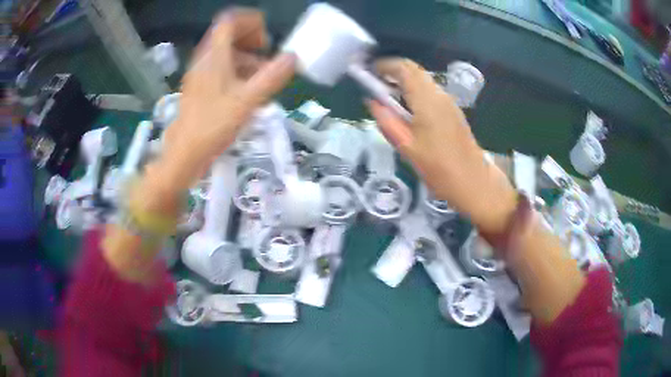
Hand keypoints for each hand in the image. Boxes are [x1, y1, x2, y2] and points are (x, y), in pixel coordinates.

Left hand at [155, 9, 295, 194]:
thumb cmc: (213, 126)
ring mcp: (199, 74)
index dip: (251, 22)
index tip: (266, 39)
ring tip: (263, 75)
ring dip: (246, 57)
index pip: (230, 21)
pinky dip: (237, 71)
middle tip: (266, 54)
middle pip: (227, 34)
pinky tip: (248, 90)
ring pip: (224, 52)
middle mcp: (204, 60)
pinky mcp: (199, 88)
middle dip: (251, 39)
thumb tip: (294, 57)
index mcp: (213, 56)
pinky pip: (219, 68)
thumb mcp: (248, 101)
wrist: (183, 155)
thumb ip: (272, 76)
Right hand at [367, 58, 516, 233]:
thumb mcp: (406, 146)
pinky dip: (414, 92)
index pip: (404, 68)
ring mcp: (448, 102)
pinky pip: (430, 92)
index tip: (368, 73)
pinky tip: (407, 110)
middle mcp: (439, 94)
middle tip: (376, 86)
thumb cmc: (439, 167)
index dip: (384, 66)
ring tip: (388, 99)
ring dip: (404, 82)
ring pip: (423, 80)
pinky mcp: (452, 111)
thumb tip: (372, 101)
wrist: (474, 181)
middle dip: (393, 72)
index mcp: (427, 100)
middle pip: (414, 70)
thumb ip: (387, 120)